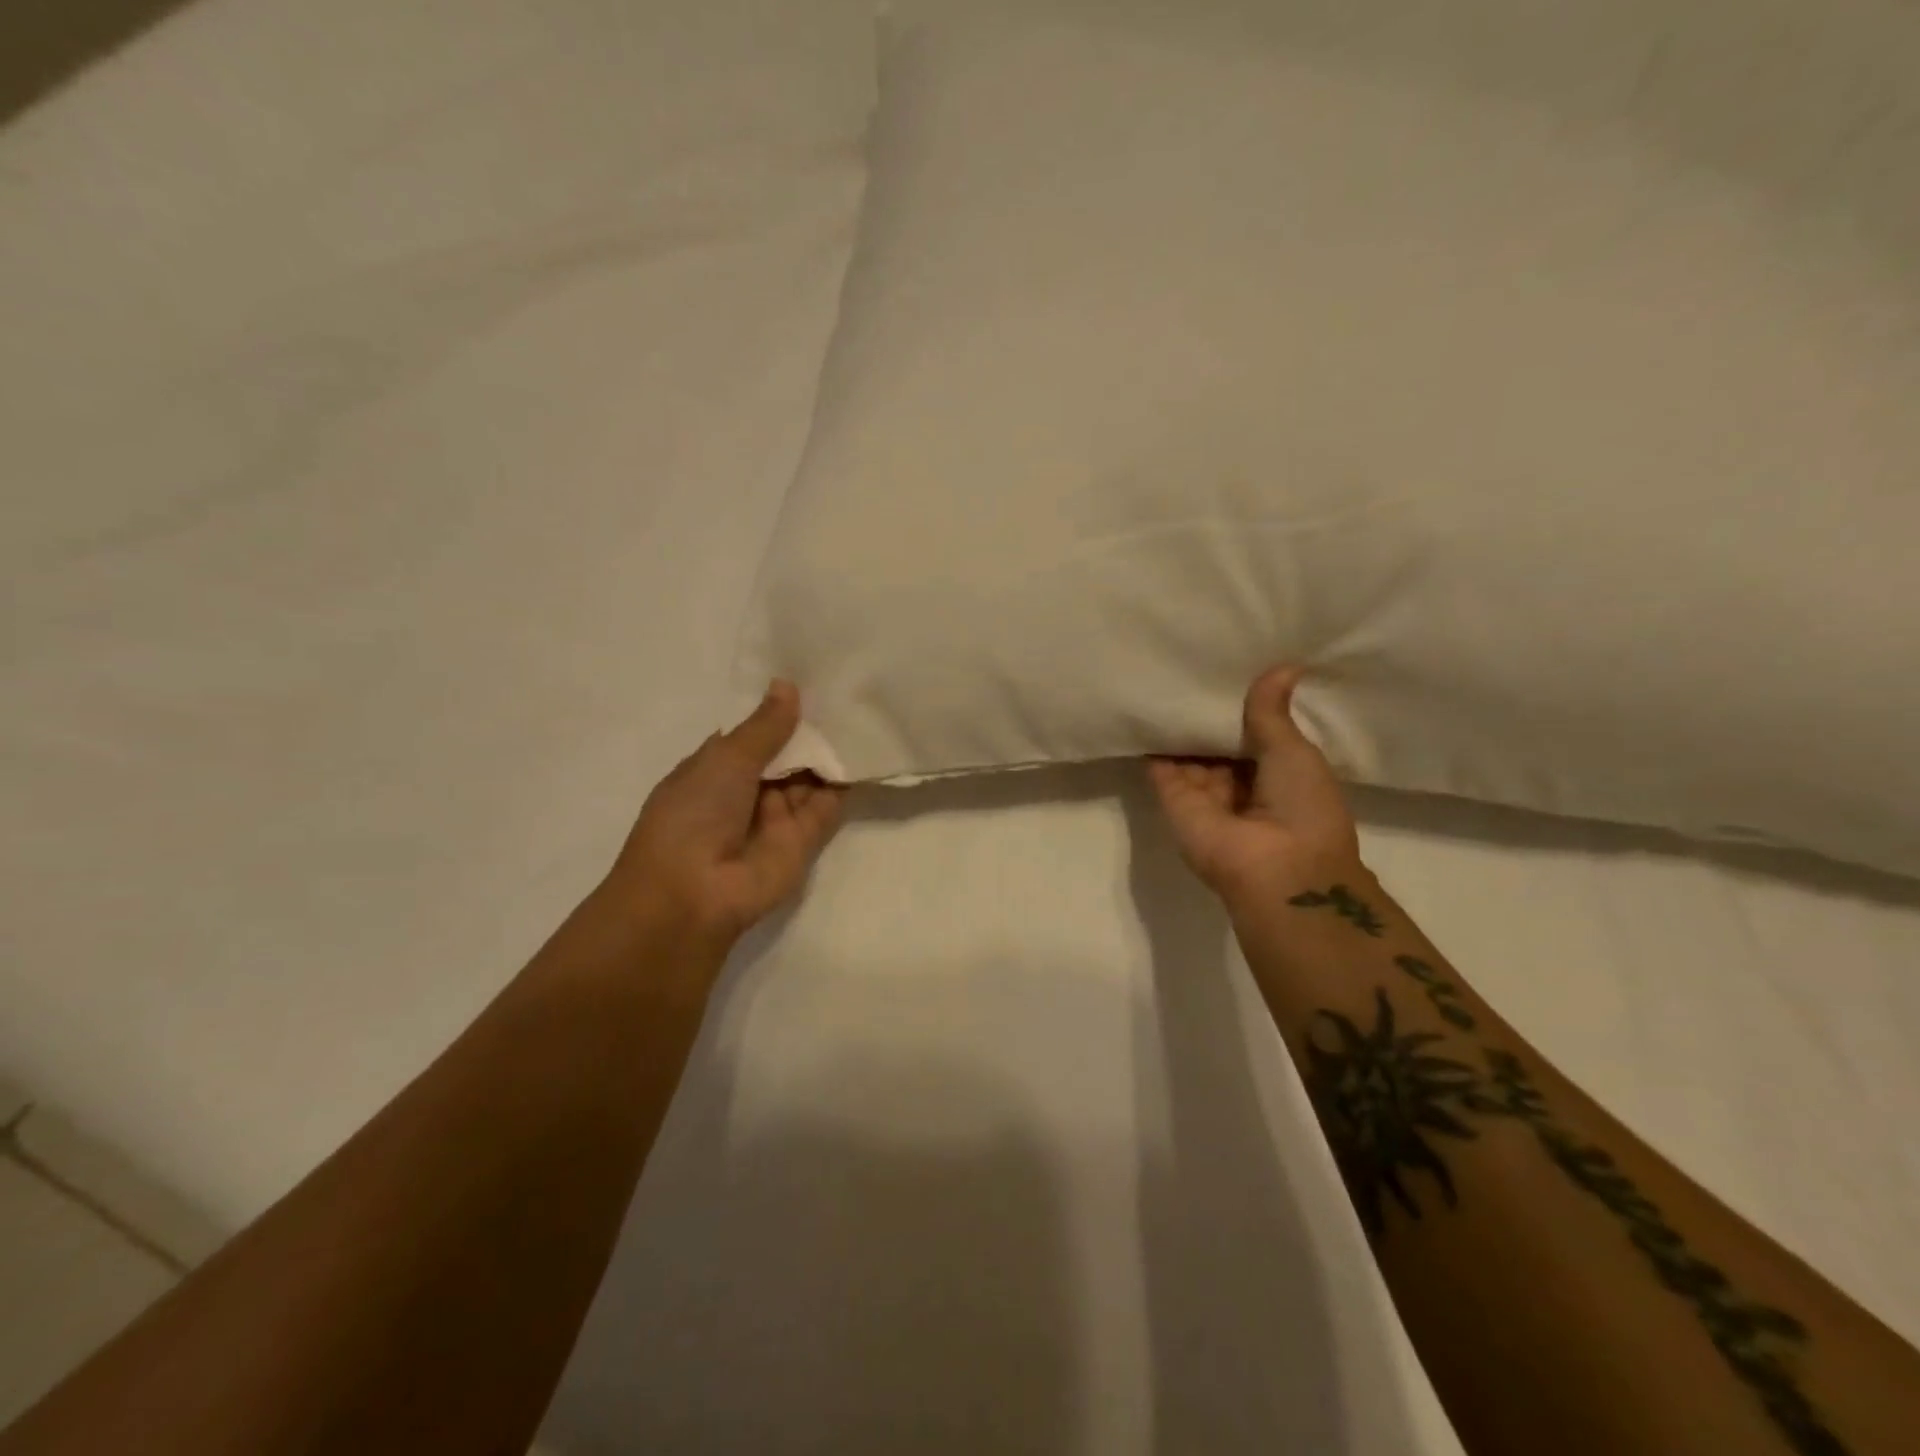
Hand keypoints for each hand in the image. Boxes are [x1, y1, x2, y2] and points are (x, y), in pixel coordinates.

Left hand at [603, 681, 843, 955]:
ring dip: (827, 754)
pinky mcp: (802, 842)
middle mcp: (746, 792)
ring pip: (807, 779)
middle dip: (807, 731)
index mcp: (715, 769)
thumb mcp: (726, 759)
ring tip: (861, 714)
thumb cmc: (694, 815)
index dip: (776, 713)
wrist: (693, 894)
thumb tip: (787, 685)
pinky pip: (826, 806)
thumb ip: (764, 727)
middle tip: (844, 693)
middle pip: (784, 756)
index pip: (752, 735)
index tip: (809, 682)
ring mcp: (775, 817)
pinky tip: (864, 752)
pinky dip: (842, 784)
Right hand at [1148, 666, 1361, 909]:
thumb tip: (1286, 664)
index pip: (1255, 734)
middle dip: (1208, 713)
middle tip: (1192, 661)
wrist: (1276, 870)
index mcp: (1278, 775)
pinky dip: (1153, 740)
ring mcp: (1204, 794)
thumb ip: (1272, 713)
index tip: (1229, 667)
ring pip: (1188, 752)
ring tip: (1163, 674)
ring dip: (1179, 723)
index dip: (1243, 706)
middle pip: (1217, 743)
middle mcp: (1239, 785)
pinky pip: (1160, 765)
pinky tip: (1145, 703)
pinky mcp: (1173, 801)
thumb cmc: (1302, 807)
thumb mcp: (1294, 752)